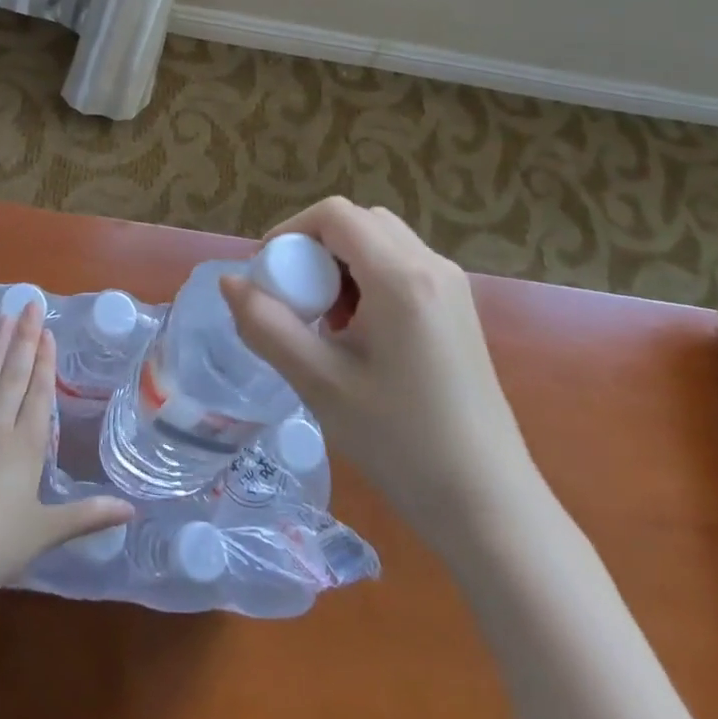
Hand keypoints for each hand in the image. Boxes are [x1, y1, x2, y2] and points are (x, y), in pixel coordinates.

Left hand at [0, 300, 132, 604]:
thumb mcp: (46, 533)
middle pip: (11, 378)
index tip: (46, 330)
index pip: (38, 394)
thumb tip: (132, 510)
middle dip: (22, 340)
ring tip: (0, 319)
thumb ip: (88, 516)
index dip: (44, 362)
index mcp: (24, 447)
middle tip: (27, 304)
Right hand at [221, 198, 534, 523]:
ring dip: (342, 264)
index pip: (335, 215)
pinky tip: (360, 335)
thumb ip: (267, 325)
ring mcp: (452, 286)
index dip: (290, 231)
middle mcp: (432, 265)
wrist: (488, 504)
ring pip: (382, 241)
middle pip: (359, 222)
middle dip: (316, 247)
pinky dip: (369, 279)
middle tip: (295, 298)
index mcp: (401, 276)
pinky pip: (403, 266)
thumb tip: (229, 281)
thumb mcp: (320, 383)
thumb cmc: (400, 443)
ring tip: (326, 322)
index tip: (267, 275)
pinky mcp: (458, 309)